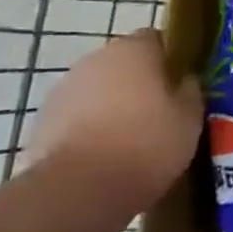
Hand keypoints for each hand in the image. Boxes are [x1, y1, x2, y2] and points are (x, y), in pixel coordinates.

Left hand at [30, 28, 202, 206]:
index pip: (157, 40)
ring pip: (98, 91)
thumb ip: (190, 91)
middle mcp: (96, 58)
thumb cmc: (145, 145)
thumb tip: (186, 80)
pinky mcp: (42, 122)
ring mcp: (64, 89)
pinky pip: (75, 119)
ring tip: (128, 143)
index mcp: (134, 48)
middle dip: (139, 85)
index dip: (171, 61)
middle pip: (124, 64)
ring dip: (111, 107)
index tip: (181, 86)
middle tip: (158, 116)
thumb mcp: (190, 119)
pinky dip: (87, 131)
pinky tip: (101, 159)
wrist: (77, 191)